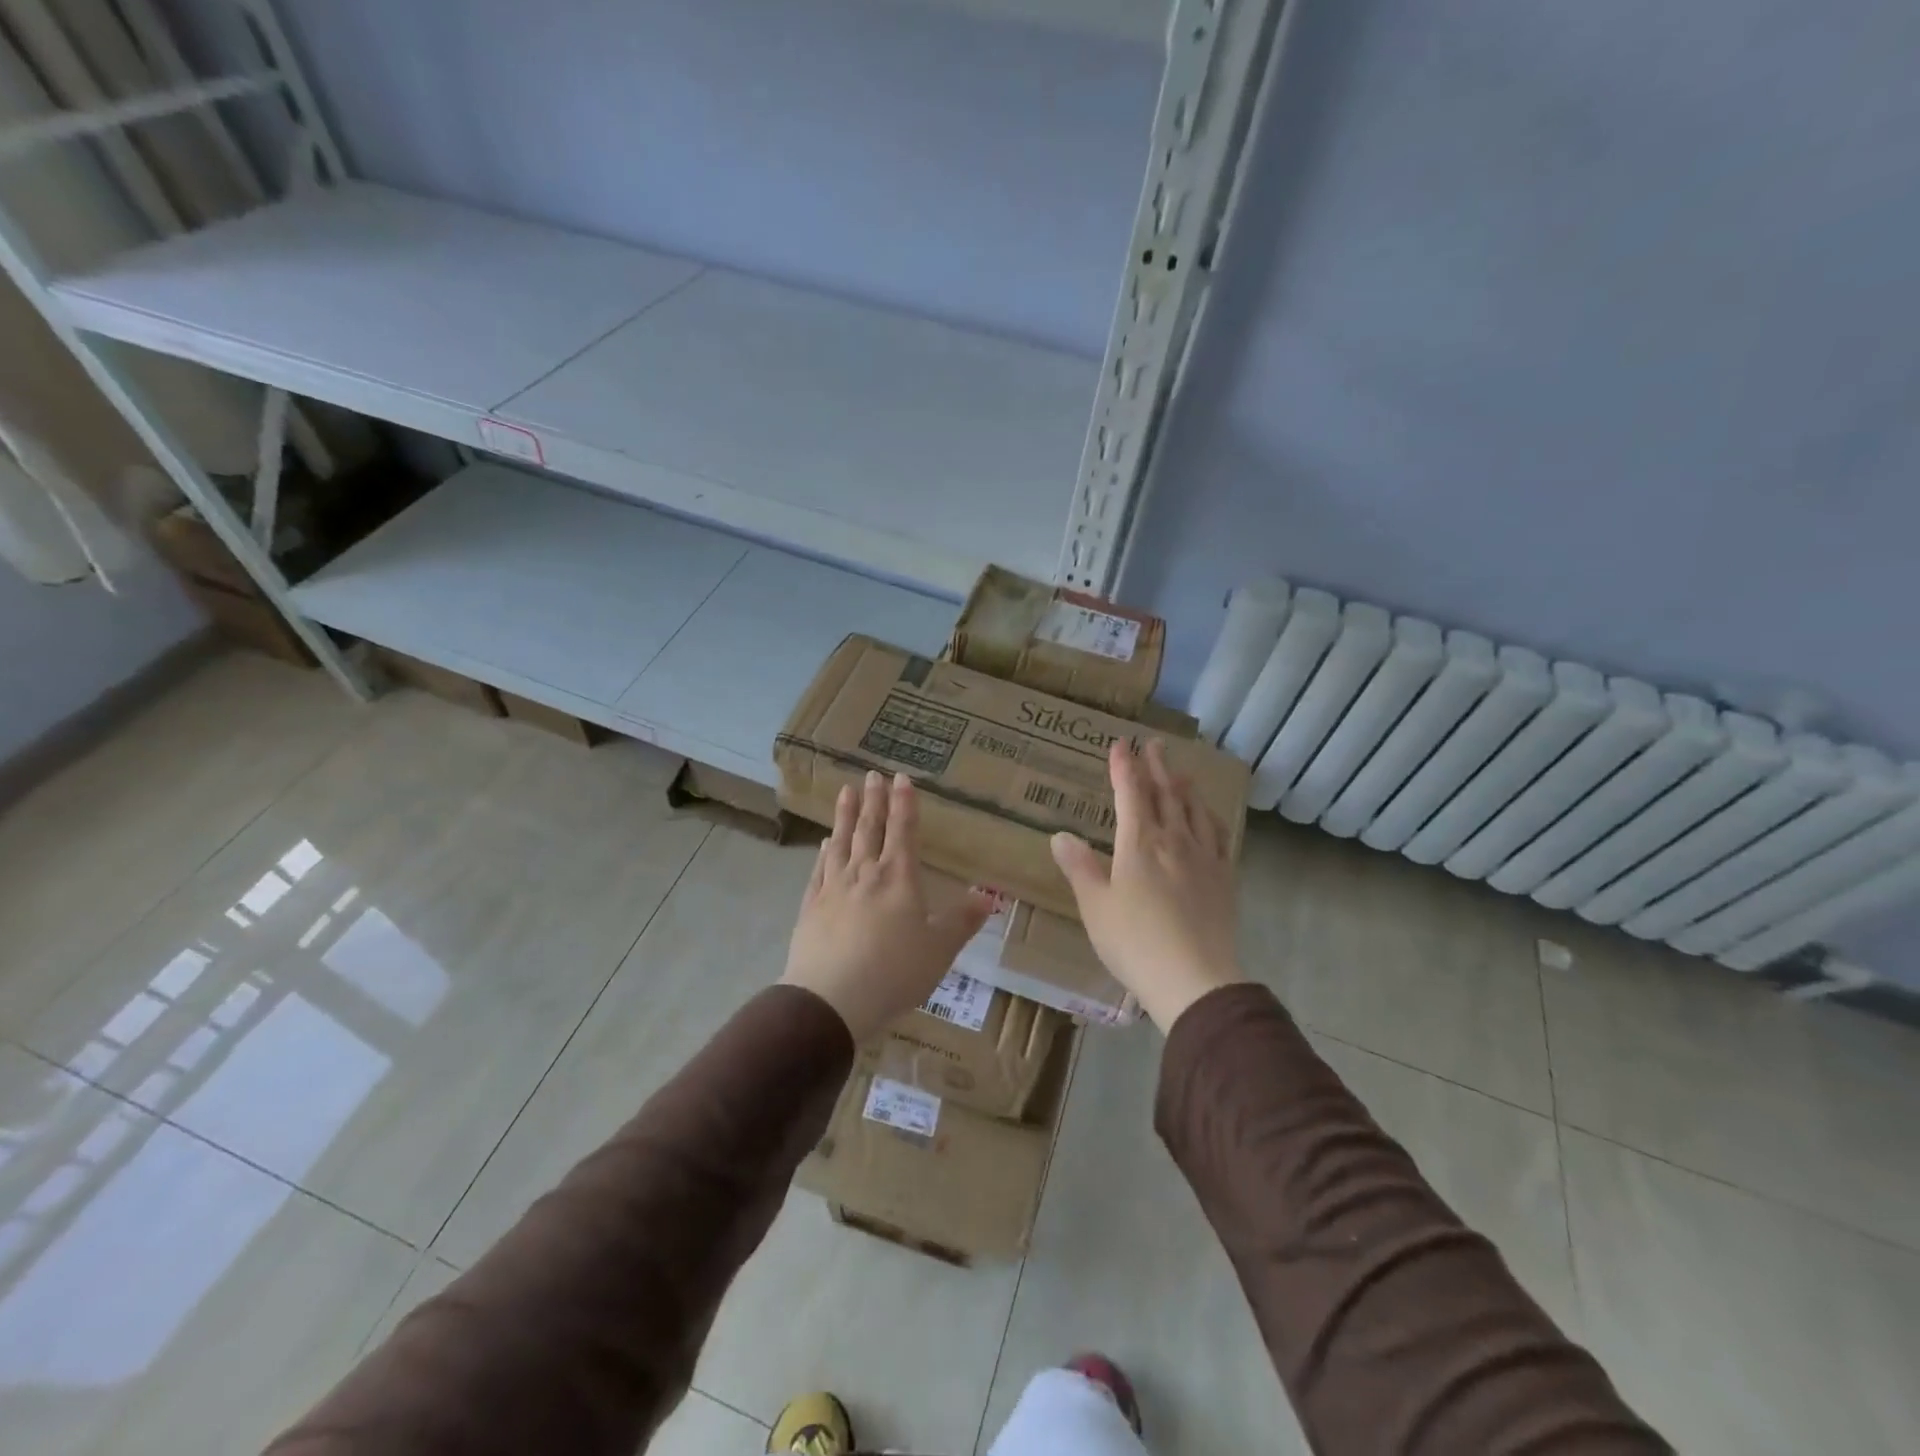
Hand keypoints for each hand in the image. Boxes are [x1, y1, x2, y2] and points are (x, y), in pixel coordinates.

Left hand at [783, 770, 993, 1043]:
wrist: (829, 999)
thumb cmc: (893, 972)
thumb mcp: (939, 950)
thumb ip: (962, 921)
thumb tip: (989, 897)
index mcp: (898, 878)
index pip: (903, 830)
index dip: (904, 803)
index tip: (901, 777)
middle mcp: (865, 874)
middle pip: (870, 829)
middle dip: (874, 800)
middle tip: (872, 775)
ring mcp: (834, 888)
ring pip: (841, 842)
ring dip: (845, 815)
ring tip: (846, 792)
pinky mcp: (811, 907)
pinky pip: (819, 870)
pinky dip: (824, 853)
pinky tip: (825, 844)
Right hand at [1051, 739, 1242, 1031]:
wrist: (1195, 979)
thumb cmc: (1134, 942)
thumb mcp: (1095, 906)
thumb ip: (1079, 868)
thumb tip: (1060, 835)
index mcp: (1139, 843)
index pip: (1131, 793)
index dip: (1124, 767)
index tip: (1120, 744)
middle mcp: (1174, 840)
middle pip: (1166, 794)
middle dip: (1157, 766)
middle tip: (1155, 744)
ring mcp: (1204, 857)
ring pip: (1194, 810)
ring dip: (1184, 786)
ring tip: (1180, 772)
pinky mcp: (1224, 878)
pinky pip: (1219, 836)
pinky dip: (1210, 817)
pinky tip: (1209, 817)